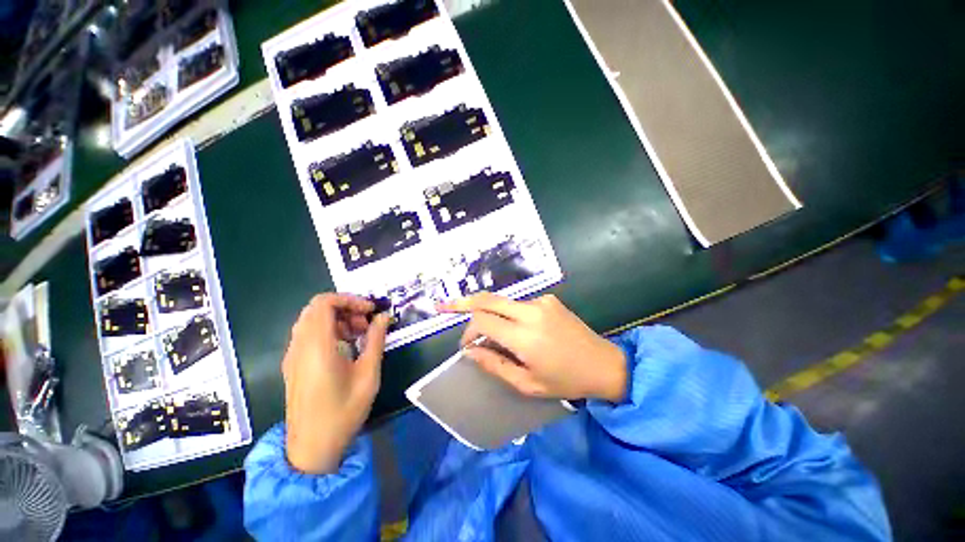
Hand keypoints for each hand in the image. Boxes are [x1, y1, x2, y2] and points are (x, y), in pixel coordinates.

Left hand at [282, 294, 389, 473]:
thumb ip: (376, 340)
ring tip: (359, 335)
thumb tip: (383, 317)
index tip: (370, 310)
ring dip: (337, 319)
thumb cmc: (343, 412)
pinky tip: (345, 346)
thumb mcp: (368, 375)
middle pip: (317, 308)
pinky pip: (308, 334)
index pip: (324, 303)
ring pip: (311, 320)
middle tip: (366, 323)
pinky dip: (328, 330)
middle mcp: (299, 347)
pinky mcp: (293, 365)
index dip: (349, 299)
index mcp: (316, 347)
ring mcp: (292, 356)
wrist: (312, 449)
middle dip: (345, 308)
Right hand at [439, 293, 626, 402]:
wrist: (604, 364)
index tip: (465, 346)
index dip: (468, 331)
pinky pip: (519, 304)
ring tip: (493, 337)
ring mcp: (541, 301)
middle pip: (487, 299)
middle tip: (443, 305)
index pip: (482, 321)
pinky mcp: (548, 299)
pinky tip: (517, 331)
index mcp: (525, 336)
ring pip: (503, 302)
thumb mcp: (527, 384)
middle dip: (463, 302)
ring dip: (490, 315)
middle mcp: (531, 311)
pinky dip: (509, 315)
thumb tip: (470, 351)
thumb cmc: (565, 381)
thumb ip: (494, 365)